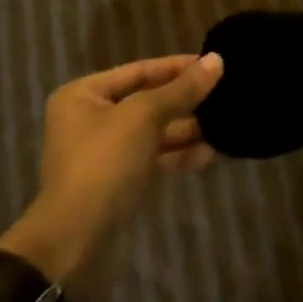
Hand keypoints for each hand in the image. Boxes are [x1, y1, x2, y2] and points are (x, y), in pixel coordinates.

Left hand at [0, 53, 223, 301]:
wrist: (76, 241)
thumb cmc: (104, 163)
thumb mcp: (144, 117)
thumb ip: (181, 89)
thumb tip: (217, 60)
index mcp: (84, 95)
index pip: (139, 70)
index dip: (177, 66)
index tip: (214, 63)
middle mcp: (91, 119)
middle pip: (148, 100)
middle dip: (185, 100)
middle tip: (226, 93)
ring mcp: (105, 153)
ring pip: (154, 132)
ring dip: (187, 128)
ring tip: (225, 124)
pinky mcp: (119, 181)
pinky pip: (154, 158)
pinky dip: (179, 154)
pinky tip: (210, 153)